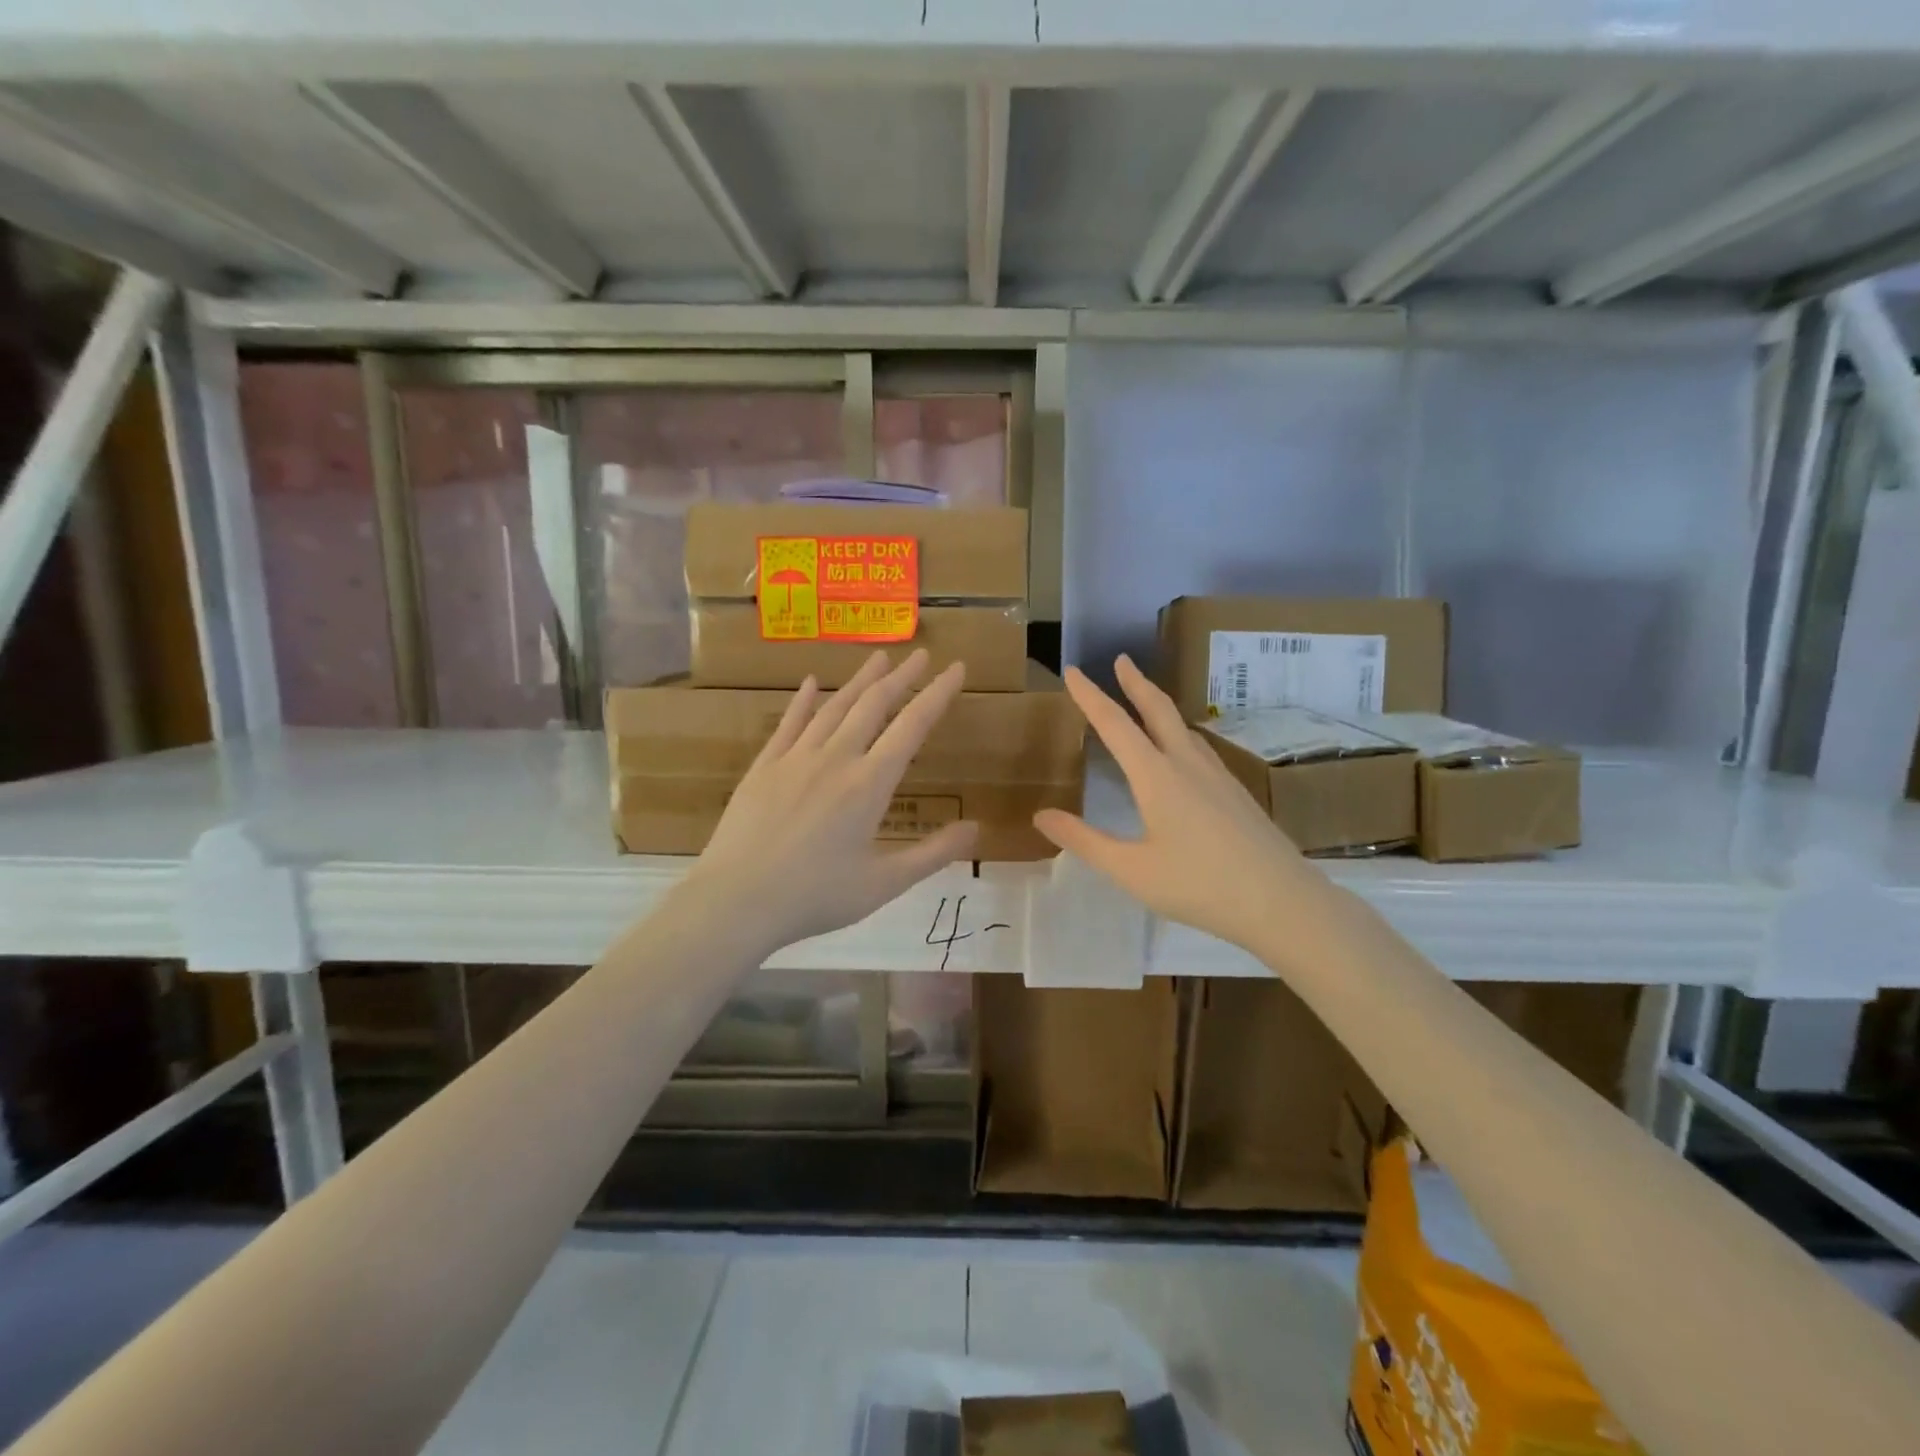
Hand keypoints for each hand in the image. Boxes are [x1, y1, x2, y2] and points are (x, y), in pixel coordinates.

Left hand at [685, 648, 977, 951]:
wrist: (736, 900)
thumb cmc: (815, 896)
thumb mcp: (885, 884)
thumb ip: (933, 854)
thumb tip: (976, 828)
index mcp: (869, 784)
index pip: (912, 726)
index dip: (938, 694)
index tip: (956, 668)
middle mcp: (836, 758)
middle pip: (874, 705)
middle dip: (902, 677)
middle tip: (922, 655)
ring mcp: (796, 758)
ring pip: (835, 707)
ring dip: (861, 681)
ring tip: (880, 659)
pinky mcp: (764, 766)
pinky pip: (789, 723)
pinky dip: (804, 700)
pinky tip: (812, 682)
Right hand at [1033, 655, 1314, 953]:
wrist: (1281, 901)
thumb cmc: (1199, 885)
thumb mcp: (1131, 870)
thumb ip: (1084, 840)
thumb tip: (1041, 816)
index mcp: (1156, 776)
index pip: (1114, 724)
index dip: (1090, 696)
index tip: (1072, 670)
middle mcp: (1187, 764)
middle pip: (1158, 710)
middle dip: (1135, 683)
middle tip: (1121, 660)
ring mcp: (1217, 776)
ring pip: (1183, 727)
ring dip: (1159, 705)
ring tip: (1145, 700)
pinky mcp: (1236, 792)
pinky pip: (1199, 747)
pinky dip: (1179, 732)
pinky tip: (1183, 752)